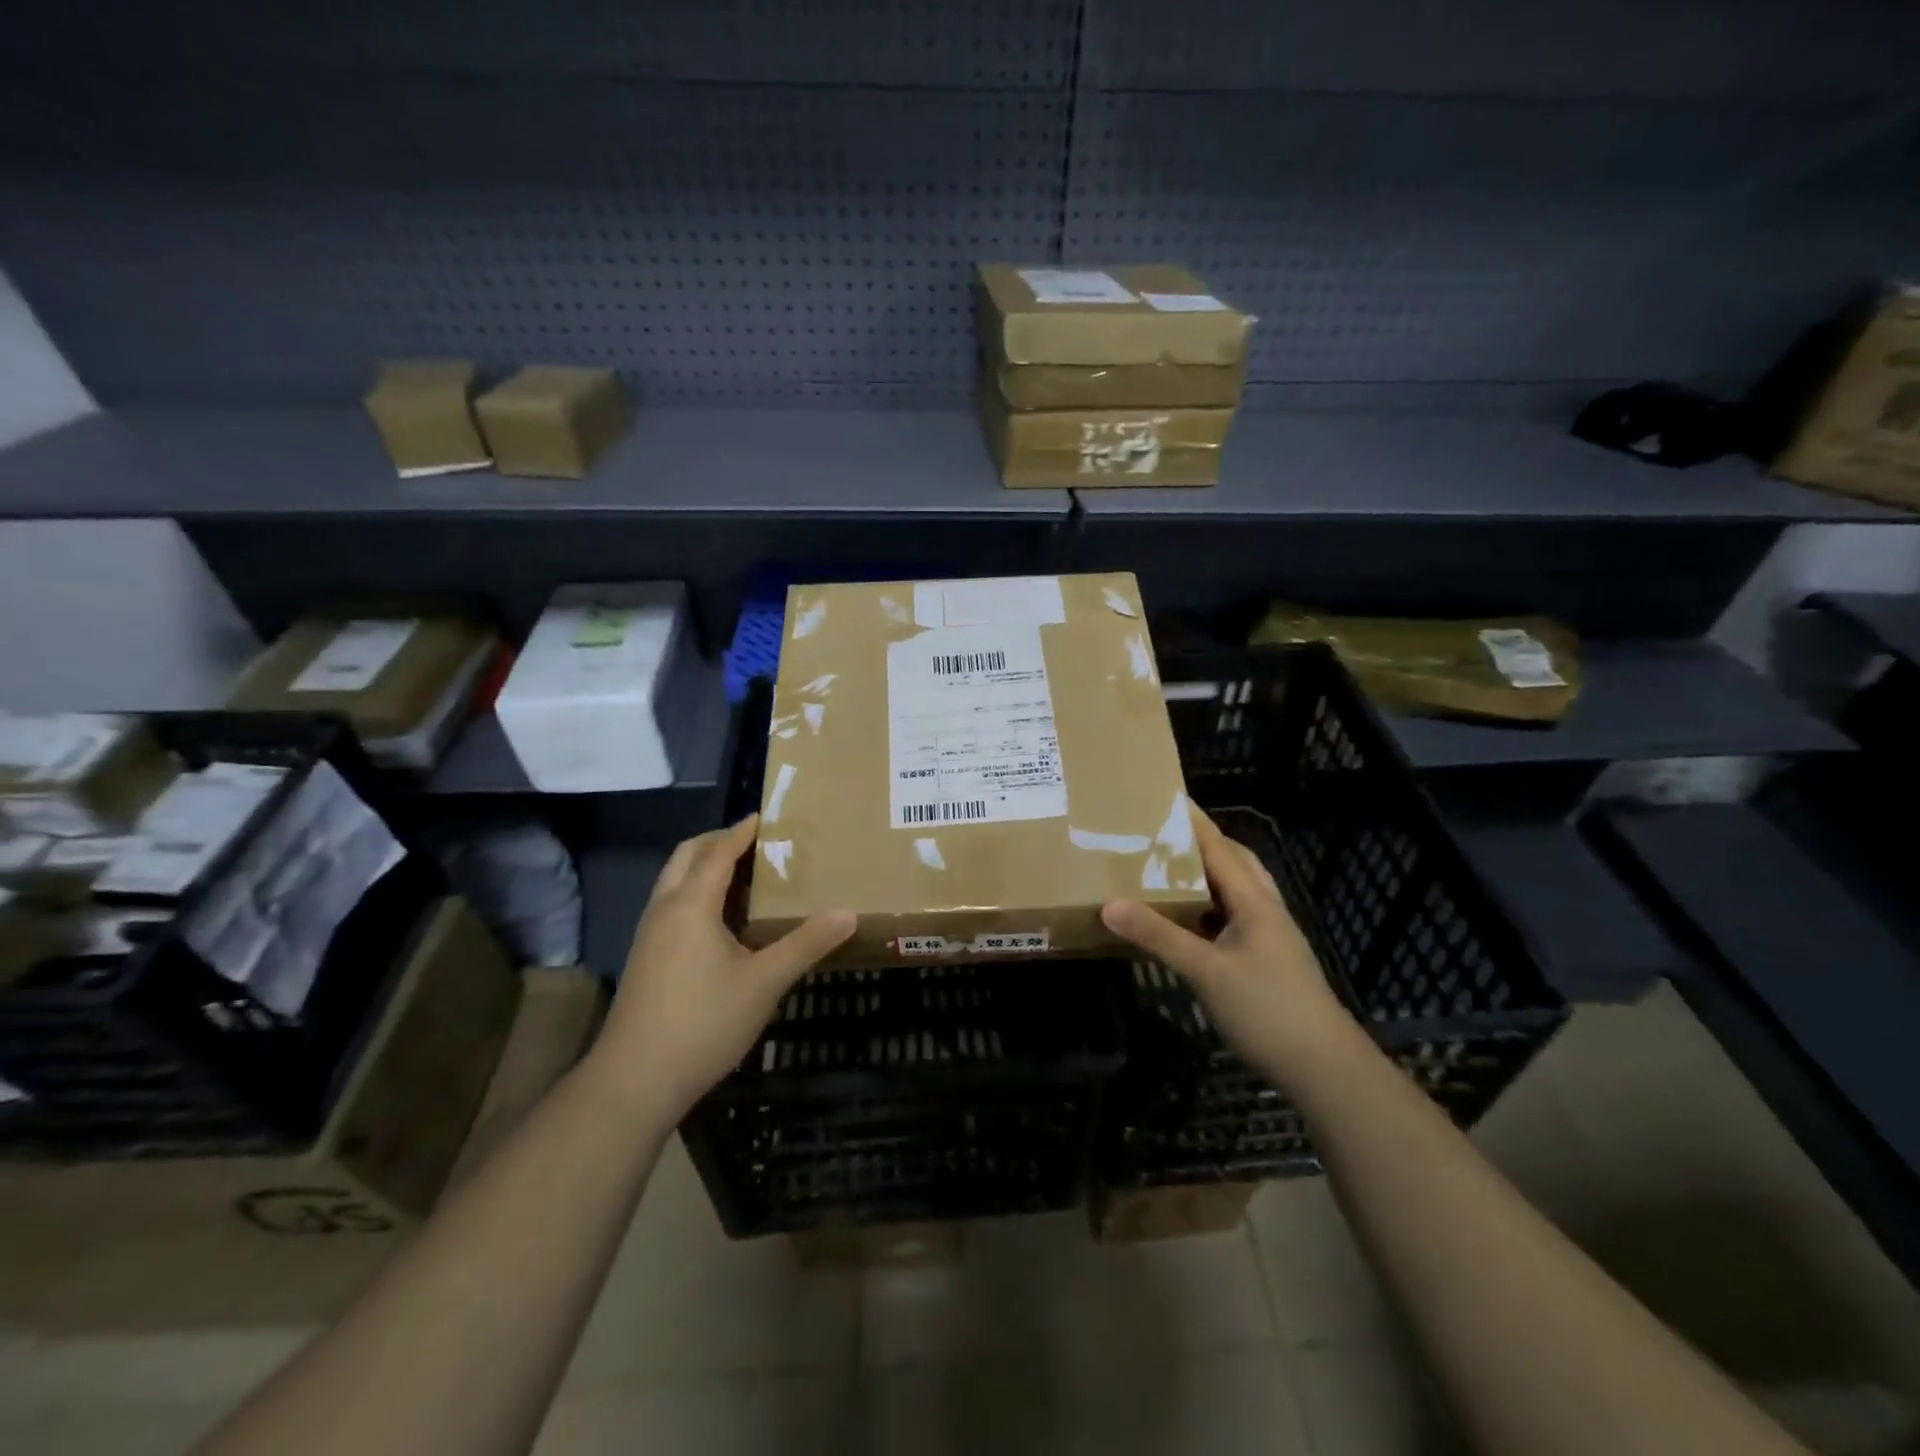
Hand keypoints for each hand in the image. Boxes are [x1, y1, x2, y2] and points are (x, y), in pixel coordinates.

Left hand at [589, 815, 854, 1120]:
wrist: (635, 1080)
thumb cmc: (703, 1022)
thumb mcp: (764, 981)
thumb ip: (806, 944)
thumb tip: (848, 913)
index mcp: (691, 905)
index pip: (717, 852)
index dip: (741, 831)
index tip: (765, 816)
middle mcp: (664, 910)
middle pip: (686, 857)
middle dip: (718, 842)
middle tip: (755, 843)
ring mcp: (649, 936)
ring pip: (674, 882)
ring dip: (705, 869)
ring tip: (746, 878)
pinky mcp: (645, 959)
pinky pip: (672, 906)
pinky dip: (697, 895)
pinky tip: (724, 924)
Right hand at [1101, 808, 1357, 1089]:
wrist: (1323, 1066)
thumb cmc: (1267, 1009)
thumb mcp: (1206, 971)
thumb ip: (1158, 936)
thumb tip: (1109, 904)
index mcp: (1254, 900)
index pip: (1218, 847)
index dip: (1192, 821)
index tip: (1164, 796)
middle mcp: (1265, 909)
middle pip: (1234, 861)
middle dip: (1201, 842)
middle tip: (1162, 832)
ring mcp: (1269, 935)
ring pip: (1236, 890)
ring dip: (1206, 874)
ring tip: (1168, 869)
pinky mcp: (1266, 958)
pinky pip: (1233, 917)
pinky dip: (1209, 907)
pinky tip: (1188, 920)